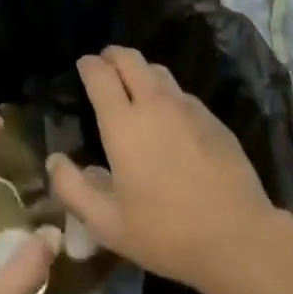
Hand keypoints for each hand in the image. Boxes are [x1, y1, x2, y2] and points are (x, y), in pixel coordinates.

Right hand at [49, 47, 286, 293]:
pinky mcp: (212, 118)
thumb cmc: (166, 233)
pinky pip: (181, 92)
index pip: (100, 73)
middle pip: (130, 58)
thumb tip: (54, 159)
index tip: (83, 67)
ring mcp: (187, 107)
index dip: (88, 65)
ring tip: (133, 87)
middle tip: (104, 67)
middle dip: (112, 56)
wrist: (238, 238)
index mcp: (123, 123)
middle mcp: (153, 103)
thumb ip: (73, 189)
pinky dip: (166, 92)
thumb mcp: (108, 224)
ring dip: (140, 70)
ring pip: (158, 70)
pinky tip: (168, 117)